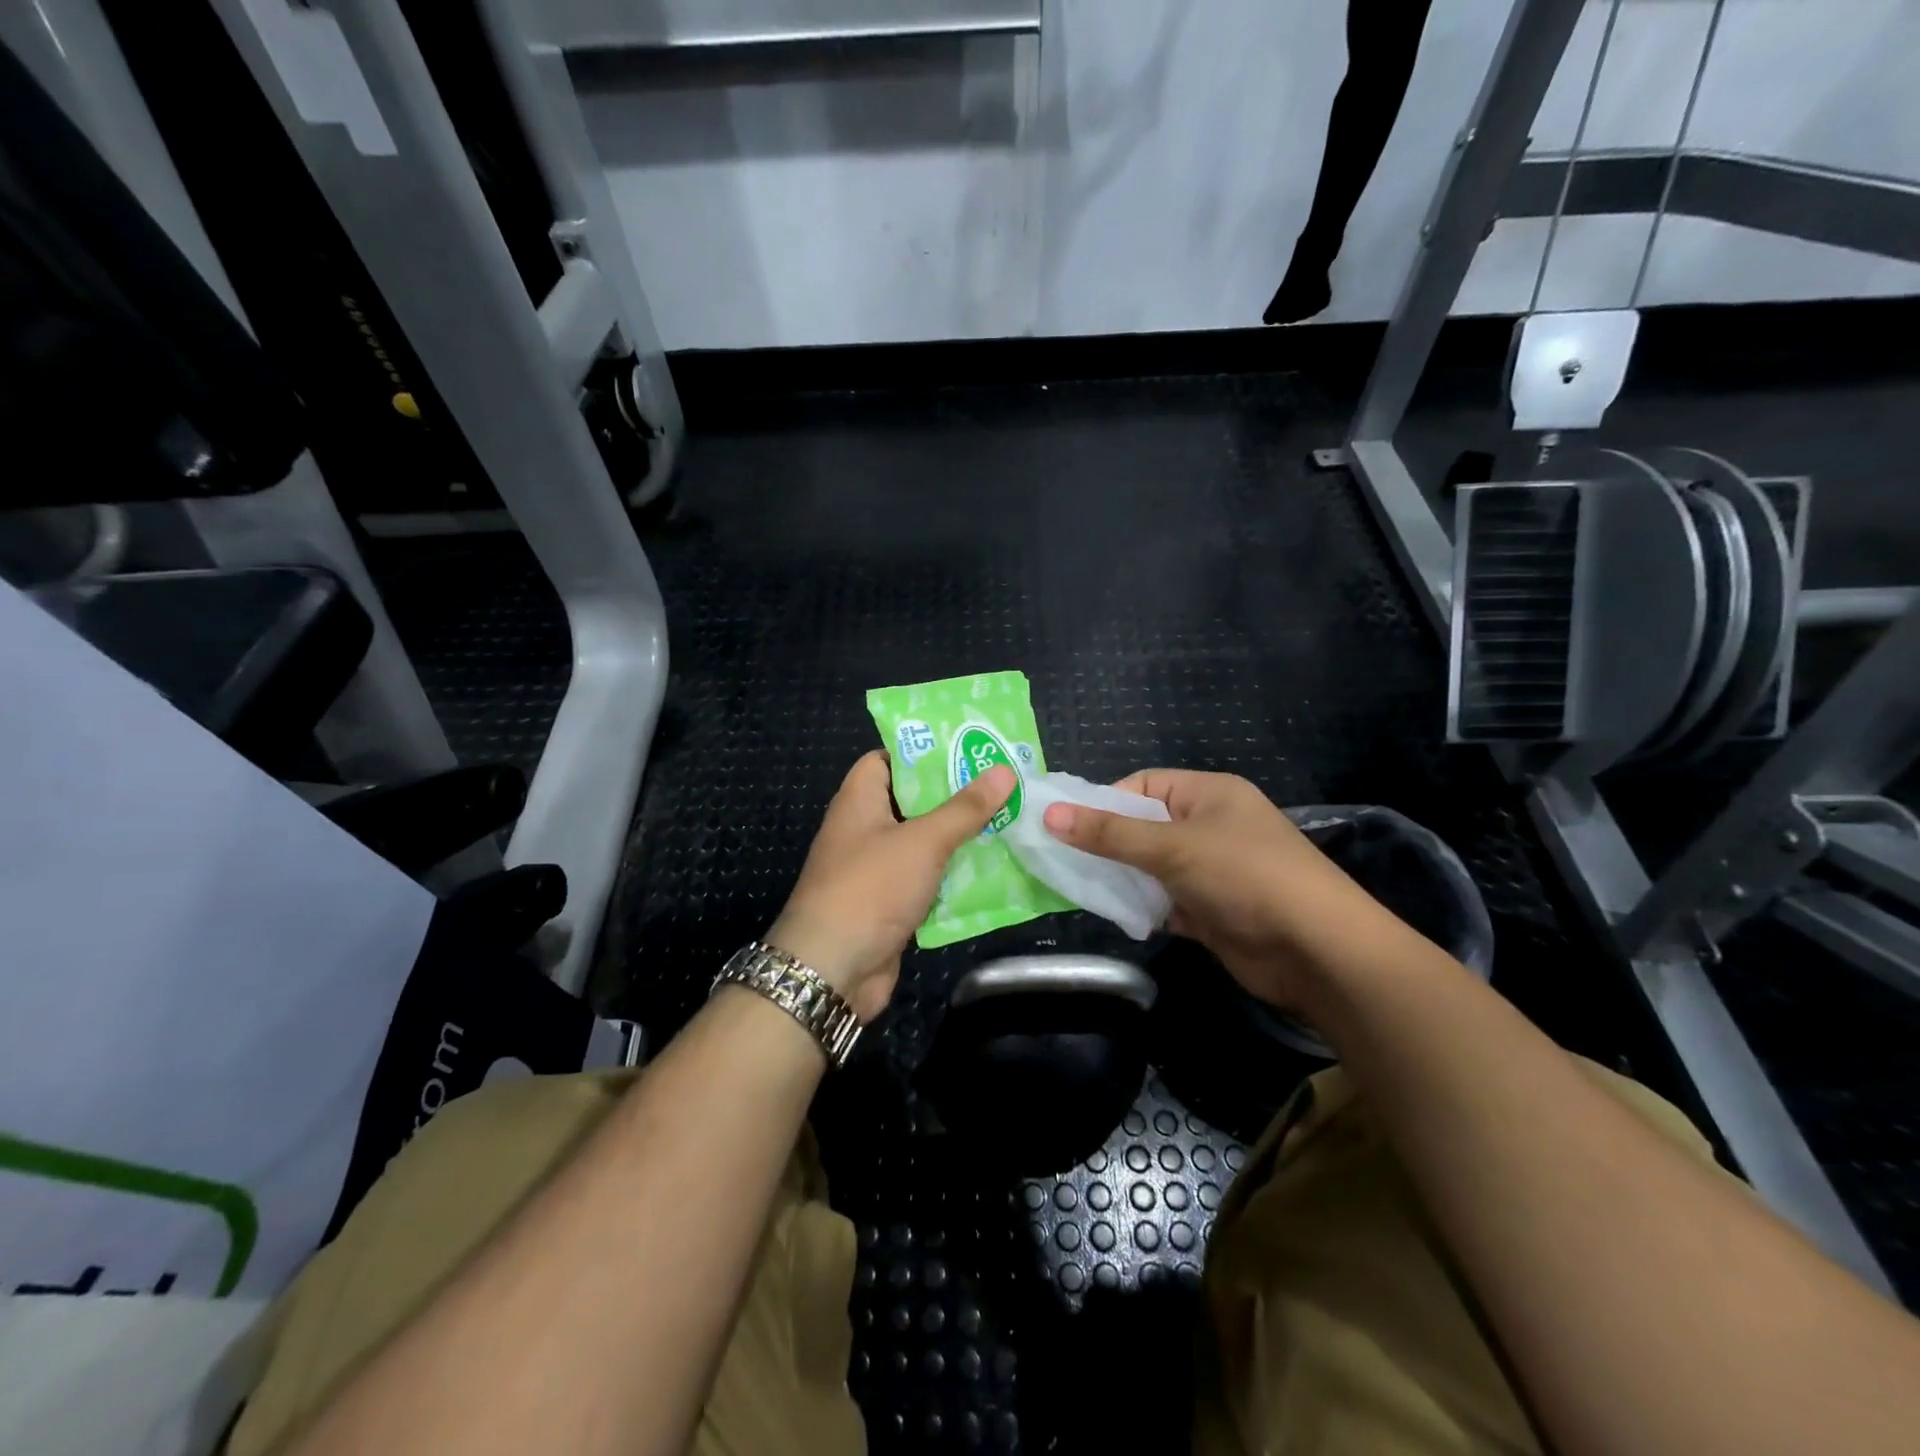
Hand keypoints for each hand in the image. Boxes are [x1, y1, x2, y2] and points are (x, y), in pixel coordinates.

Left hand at [768, 751, 1015, 1021]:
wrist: (832, 969)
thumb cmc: (871, 889)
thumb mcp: (922, 841)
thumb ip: (963, 808)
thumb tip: (1003, 770)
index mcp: (859, 801)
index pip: (886, 760)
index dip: (922, 752)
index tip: (966, 748)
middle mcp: (864, 830)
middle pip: (911, 801)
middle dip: (953, 795)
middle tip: (1001, 783)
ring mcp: (875, 870)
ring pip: (922, 843)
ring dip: (958, 837)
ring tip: (1008, 819)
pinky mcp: (888, 905)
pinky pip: (925, 880)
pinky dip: (952, 875)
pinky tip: (993, 868)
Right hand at [1042, 769, 1385, 1011]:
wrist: (1317, 951)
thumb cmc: (1244, 876)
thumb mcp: (1172, 847)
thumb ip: (1109, 833)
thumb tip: (1049, 814)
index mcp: (1209, 794)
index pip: (1144, 784)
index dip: (1104, 801)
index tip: (1066, 825)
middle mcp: (1211, 827)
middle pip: (1144, 827)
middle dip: (1107, 844)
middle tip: (1061, 859)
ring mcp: (1213, 871)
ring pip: (1152, 868)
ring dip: (1122, 878)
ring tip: (1079, 888)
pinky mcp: (1212, 910)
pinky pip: (1165, 901)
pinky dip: (1143, 908)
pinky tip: (1117, 916)